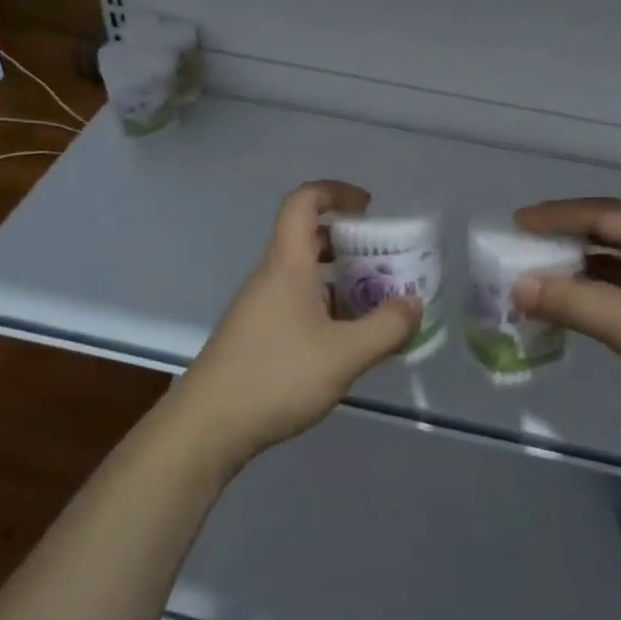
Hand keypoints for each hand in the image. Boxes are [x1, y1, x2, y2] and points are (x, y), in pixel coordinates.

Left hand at [172, 180, 419, 467]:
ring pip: (303, 274)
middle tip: (383, 261)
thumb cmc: (276, 376)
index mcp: (287, 264)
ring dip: (339, 279)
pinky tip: (346, 341)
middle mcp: (271, 276)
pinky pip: (296, 303)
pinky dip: (325, 307)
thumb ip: (386, 328)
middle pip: (307, 238)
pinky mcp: (256, 335)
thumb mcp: (344, 354)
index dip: (335, 192)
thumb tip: (414, 304)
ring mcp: (259, 307)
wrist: (207, 427)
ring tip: (375, 304)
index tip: (368, 207)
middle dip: (348, 242)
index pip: (303, 202)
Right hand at [512, 197, 620, 434]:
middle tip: (525, 243)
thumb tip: (518, 287)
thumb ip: (574, 303)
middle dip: (567, 235)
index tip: (517, 222)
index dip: (557, 216)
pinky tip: (580, 296)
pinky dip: (604, 283)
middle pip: (614, 228)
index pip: (604, 213)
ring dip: (584, 262)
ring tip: (544, 270)